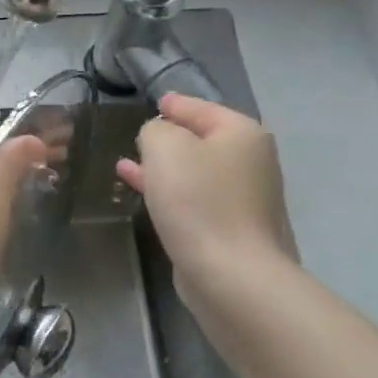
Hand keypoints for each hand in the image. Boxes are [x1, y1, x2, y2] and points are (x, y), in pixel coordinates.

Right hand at [116, 94, 298, 304]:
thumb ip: (155, 130)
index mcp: (241, 134)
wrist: (231, 274)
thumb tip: (158, 136)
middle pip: (201, 139)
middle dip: (168, 138)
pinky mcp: (230, 230)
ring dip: (163, 168)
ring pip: (195, 172)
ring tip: (128, 163)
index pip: (201, 107)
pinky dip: (169, 192)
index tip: (155, 102)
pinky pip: (193, 200)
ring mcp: (244, 198)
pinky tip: (142, 193)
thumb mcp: (164, 147)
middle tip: (139, 134)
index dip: (175, 104)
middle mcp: (250, 162)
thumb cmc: (198, 201)